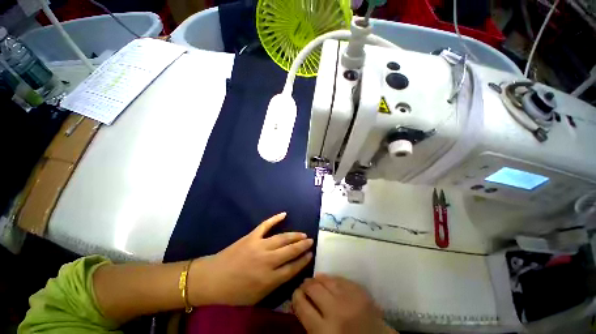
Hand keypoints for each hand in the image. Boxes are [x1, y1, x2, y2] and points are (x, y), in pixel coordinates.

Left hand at [189, 212, 312, 305]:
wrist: (212, 280)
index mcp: (269, 279)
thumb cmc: (234, 293)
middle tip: (311, 241)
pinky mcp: (251, 236)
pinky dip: (275, 219)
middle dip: (302, 246)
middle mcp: (267, 261)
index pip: (292, 268)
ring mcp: (259, 246)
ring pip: (282, 238)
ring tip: (303, 234)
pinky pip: (266, 225)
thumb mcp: (257, 297)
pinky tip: (284, 214)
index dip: (303, 261)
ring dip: (294, 235)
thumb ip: (275, 284)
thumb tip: (289, 271)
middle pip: (290, 251)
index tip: (310, 255)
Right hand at [292, 274, 396, 333]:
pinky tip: (329, 281)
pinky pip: (339, 278)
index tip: (295, 293)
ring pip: (325, 279)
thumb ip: (310, 323)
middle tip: (303, 286)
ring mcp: (349, 298)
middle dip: (305, 285)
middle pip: (312, 288)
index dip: (295, 296)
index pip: (302, 306)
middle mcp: (336, 311)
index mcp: (324, 331)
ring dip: (317, 279)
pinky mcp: (360, 290)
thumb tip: (299, 303)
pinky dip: (331, 279)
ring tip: (314, 281)